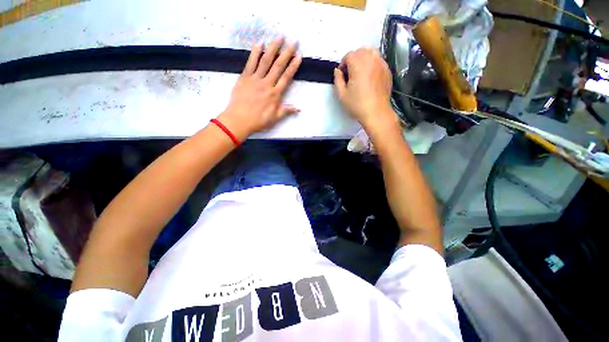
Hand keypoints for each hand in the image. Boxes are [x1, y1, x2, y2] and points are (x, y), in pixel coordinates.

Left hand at [218, 37, 301, 140]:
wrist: (239, 120)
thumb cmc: (258, 120)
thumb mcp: (274, 118)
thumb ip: (286, 111)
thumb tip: (298, 109)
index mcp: (275, 94)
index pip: (286, 77)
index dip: (293, 66)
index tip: (299, 56)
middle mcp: (267, 84)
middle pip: (278, 66)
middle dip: (287, 53)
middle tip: (293, 41)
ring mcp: (255, 79)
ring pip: (266, 61)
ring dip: (273, 48)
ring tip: (279, 37)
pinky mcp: (244, 77)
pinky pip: (250, 63)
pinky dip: (255, 52)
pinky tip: (260, 43)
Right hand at [333, 48, 397, 131]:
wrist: (376, 113)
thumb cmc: (357, 105)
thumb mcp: (342, 94)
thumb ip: (337, 79)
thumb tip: (337, 71)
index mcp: (358, 64)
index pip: (348, 55)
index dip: (343, 64)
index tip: (342, 75)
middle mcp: (371, 60)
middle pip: (360, 51)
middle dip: (353, 59)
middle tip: (351, 73)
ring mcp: (381, 64)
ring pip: (371, 53)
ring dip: (363, 59)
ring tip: (360, 73)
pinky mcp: (387, 70)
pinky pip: (379, 60)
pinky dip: (372, 64)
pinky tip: (370, 77)